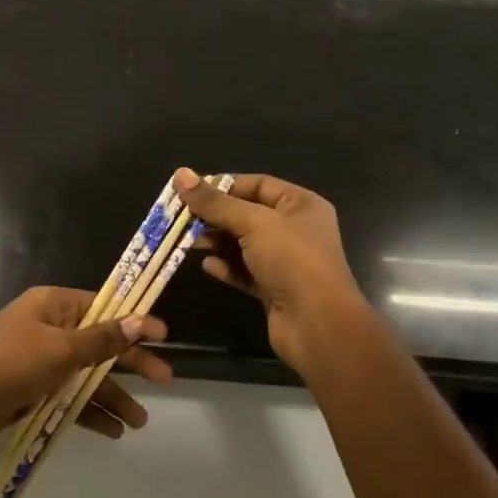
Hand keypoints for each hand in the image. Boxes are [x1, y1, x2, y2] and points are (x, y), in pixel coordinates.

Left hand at [0, 286, 172, 452]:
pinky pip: (68, 398)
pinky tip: (111, 431)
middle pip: (99, 344)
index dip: (134, 321)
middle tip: (165, 380)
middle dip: (130, 364)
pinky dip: (87, 412)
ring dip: (111, 396)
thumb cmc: (9, 363)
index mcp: (54, 306)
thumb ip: (102, 340)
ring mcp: (38, 362)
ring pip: (85, 376)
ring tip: (139, 421)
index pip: (104, 307)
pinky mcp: (30, 391)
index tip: (164, 337)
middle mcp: (48, 329)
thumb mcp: (60, 349)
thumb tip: (140, 320)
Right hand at [174, 167, 367, 373]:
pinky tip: (207, 266)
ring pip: (243, 244)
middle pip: (246, 214)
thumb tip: (181, 174)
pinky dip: (225, 266)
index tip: (190, 191)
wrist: (317, 323)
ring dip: (216, 241)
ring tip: (189, 243)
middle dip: (215, 216)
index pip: (257, 184)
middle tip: (181, 219)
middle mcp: (294, 229)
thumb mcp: (253, 223)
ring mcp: (284, 261)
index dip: (224, 185)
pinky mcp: (273, 288)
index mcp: (300, 204)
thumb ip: (215, 202)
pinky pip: (244, 271)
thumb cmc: (291, 261)